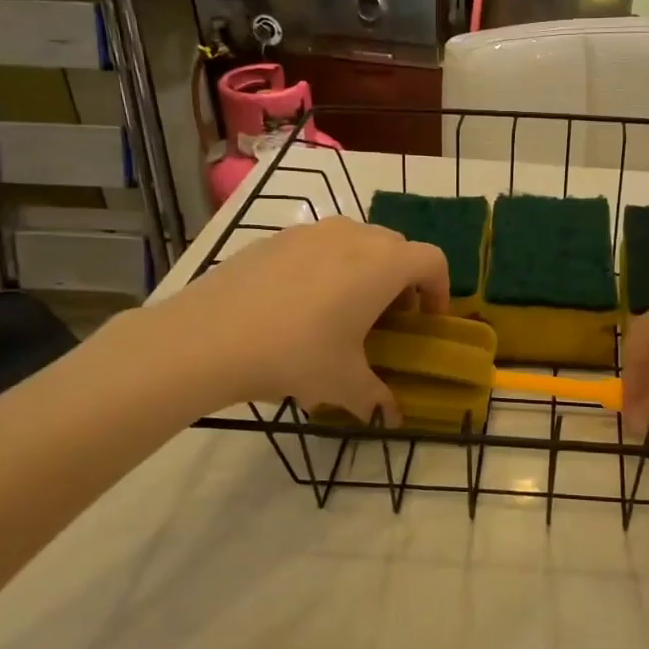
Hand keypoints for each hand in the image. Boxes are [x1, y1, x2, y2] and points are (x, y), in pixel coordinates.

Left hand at [136, 217, 448, 422]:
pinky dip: (326, 268)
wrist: (208, 337)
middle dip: (402, 281)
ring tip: (343, 311)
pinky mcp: (276, 238)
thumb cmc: (296, 354)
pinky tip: (299, 307)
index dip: (439, 291)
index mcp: (383, 264)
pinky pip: (318, 246)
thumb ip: (376, 397)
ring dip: (364, 270)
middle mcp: (354, 236)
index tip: (427, 322)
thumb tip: (392, 417)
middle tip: (388, 319)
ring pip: (356, 242)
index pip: (432, 261)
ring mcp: (311, 232)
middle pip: (396, 248)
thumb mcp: (343, 384)